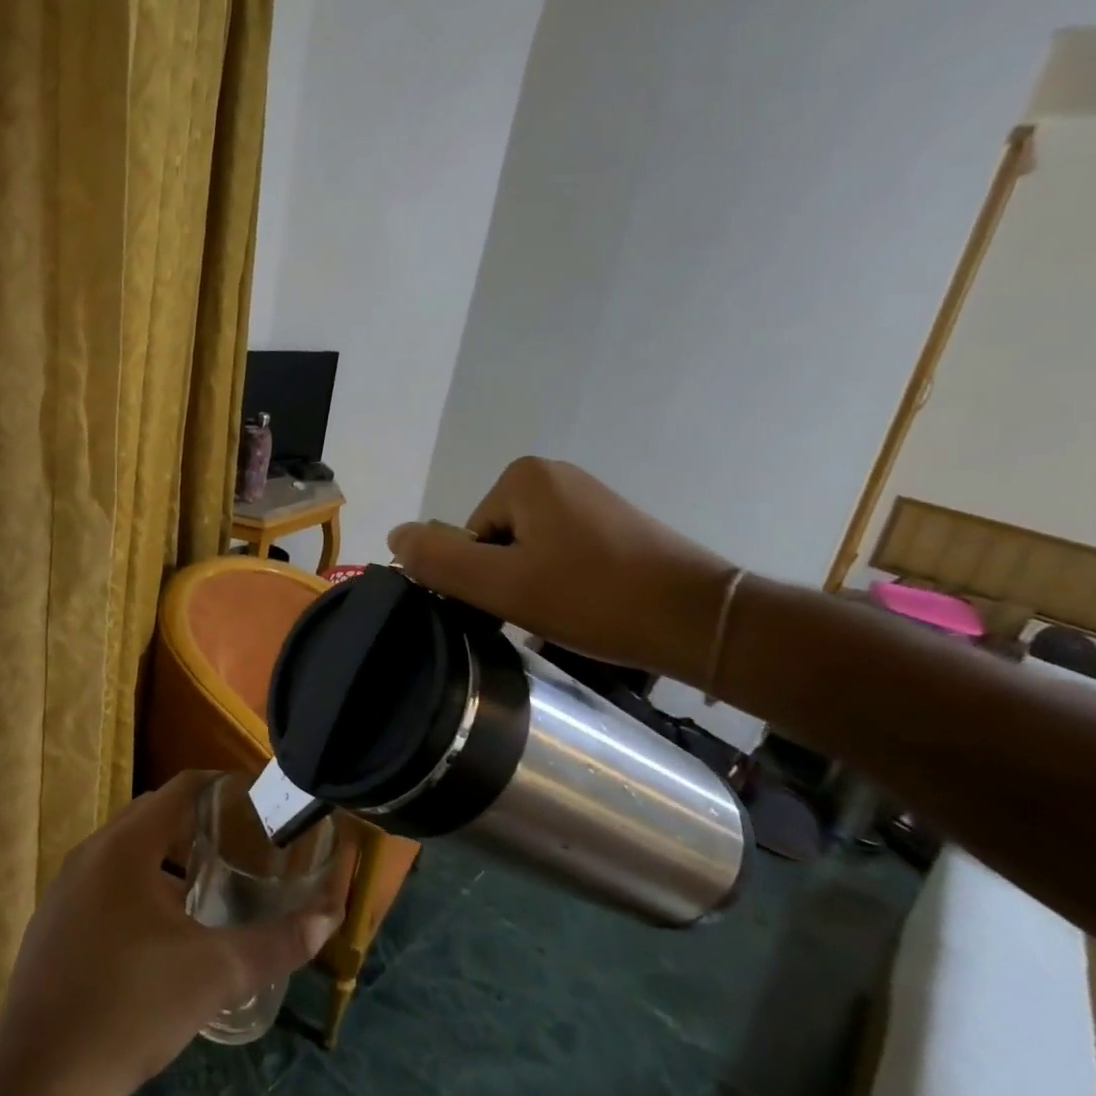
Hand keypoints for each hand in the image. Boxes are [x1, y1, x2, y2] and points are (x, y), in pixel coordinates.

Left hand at [0, 770, 350, 1095]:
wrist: (40, 1086)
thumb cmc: (131, 1010)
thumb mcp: (215, 975)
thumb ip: (276, 944)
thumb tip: (328, 920)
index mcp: (124, 846)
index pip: (180, 788)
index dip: (221, 788)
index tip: (256, 804)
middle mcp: (89, 854)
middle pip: (153, 816)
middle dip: (198, 825)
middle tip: (241, 847)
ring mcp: (63, 890)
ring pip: (126, 854)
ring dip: (166, 860)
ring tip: (207, 888)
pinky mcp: (51, 926)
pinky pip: (103, 885)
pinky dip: (137, 888)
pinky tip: (159, 935)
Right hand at [388, 458, 735, 685]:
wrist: (699, 620)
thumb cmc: (594, 598)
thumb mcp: (502, 585)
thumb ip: (440, 560)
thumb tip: (395, 535)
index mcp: (523, 477)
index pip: (469, 536)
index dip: (484, 578)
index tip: (519, 604)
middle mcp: (555, 474)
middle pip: (497, 540)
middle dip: (511, 579)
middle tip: (546, 612)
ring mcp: (589, 496)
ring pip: (530, 550)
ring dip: (539, 584)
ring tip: (572, 613)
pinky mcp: (615, 521)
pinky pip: (564, 551)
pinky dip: (568, 581)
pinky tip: (592, 605)